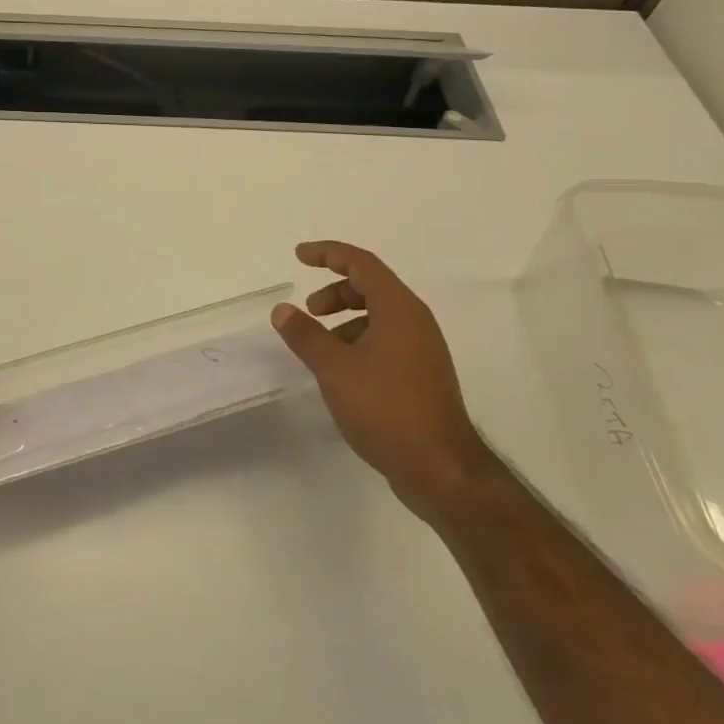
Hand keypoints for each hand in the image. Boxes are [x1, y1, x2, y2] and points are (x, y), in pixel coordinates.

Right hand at [271, 241, 492, 520]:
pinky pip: (385, 341)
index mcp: (399, 309)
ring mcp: (422, 350)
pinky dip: (358, 342)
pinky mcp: (421, 376)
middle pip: (371, 287)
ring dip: (345, 320)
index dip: (328, 254)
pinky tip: (342, 373)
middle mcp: (415, 322)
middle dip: (335, 291)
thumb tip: (282, 310)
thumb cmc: (386, 408)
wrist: (440, 469)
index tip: (299, 256)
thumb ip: (306, 335)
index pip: (361, 263)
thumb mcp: (335, 369)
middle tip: (309, 310)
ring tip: (321, 348)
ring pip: (378, 317)